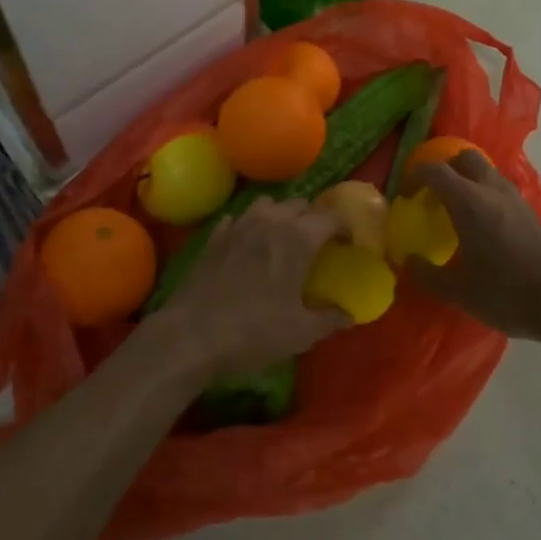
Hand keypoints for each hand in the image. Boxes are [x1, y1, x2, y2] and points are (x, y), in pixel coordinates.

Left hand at [157, 198, 351, 377]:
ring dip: (281, 214)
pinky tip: (248, 244)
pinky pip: (238, 218)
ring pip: (268, 203)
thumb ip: (331, 319)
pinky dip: (249, 225)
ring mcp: (238, 225)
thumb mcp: (301, 333)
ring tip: (283, 237)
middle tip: (320, 243)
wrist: (190, 336)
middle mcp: (270, 221)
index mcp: (298, 238)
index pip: (332, 216)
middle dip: (314, 218)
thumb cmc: (253, 332)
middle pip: (300, 204)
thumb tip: (351, 314)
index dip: (346, 225)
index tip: (350, 241)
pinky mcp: (214, 237)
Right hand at [405, 152, 540, 344]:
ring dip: (467, 180)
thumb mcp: (459, 292)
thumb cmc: (507, 293)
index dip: (414, 175)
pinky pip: (500, 190)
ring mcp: (516, 199)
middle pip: (464, 157)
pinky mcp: (531, 213)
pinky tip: (481, 226)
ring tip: (454, 209)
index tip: (405, 194)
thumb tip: (408, 260)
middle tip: (431, 194)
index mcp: (469, 201)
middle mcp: (492, 191)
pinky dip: (484, 195)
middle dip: (444, 168)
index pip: (435, 170)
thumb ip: (427, 274)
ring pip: (486, 172)